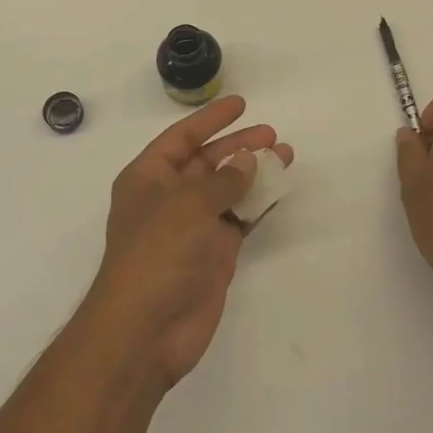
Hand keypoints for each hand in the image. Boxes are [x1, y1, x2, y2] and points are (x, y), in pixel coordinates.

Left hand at [85, 95, 293, 389]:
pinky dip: (258, 204)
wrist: (147, 329)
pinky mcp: (213, 254)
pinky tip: (279, 189)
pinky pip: (239, 219)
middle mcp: (169, 197)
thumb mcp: (188, 205)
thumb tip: (247, 160)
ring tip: (286, 155)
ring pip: (228, 190)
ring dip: (254, 173)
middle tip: (272, 134)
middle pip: (208, 161)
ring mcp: (192, 227)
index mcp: (148, 177)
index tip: (241, 103)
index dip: (210, 119)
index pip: (182, 137)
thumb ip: (222, 180)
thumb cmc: (157, 253)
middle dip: (238, 146)